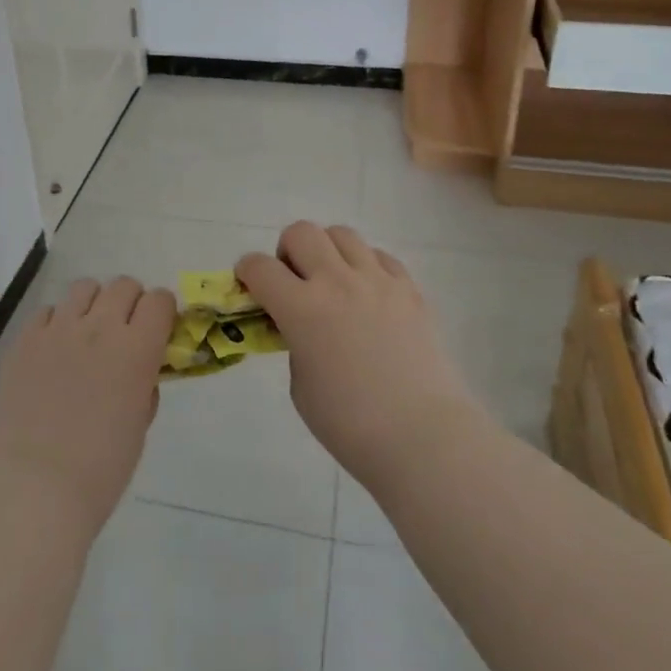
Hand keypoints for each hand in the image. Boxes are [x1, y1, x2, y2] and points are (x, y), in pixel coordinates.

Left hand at [0, 276, 175, 541]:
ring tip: (86, 334)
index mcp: (137, 350)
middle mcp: (100, 327)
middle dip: (130, 303)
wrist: (29, 491)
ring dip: (93, 304)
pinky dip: (57, 323)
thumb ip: (144, 386)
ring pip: (85, 287)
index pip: (160, 300)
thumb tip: (141, 370)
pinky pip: (48, 311)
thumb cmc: (97, 472)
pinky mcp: (25, 339)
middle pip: (124, 285)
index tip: (158, 331)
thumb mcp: (138, 428)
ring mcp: (59, 329)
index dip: (162, 312)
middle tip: (124, 333)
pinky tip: (53, 352)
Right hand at [236, 222, 475, 490]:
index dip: (247, 272)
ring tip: (334, 282)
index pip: (260, 267)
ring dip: (328, 252)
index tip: (250, 284)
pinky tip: (369, 294)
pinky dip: (366, 266)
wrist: (423, 437)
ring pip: (342, 234)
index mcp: (302, 308)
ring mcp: (377, 280)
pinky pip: (380, 256)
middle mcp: (337, 282)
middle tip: (295, 281)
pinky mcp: (409, 288)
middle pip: (301, 232)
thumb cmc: (351, 425)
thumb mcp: (301, 386)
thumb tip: (301, 326)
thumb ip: (294, 343)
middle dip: (288, 251)